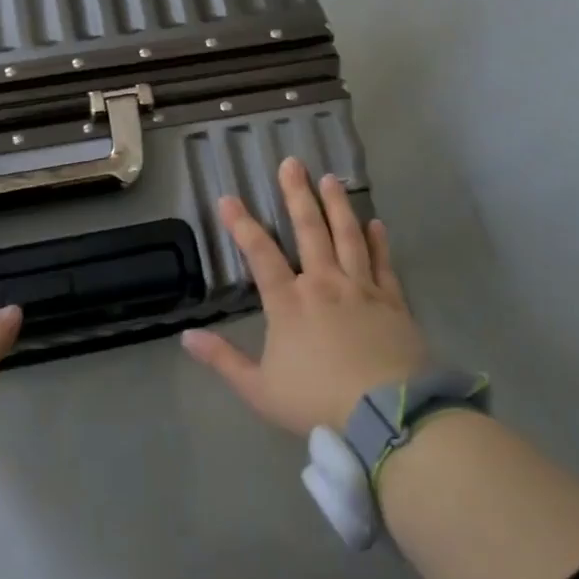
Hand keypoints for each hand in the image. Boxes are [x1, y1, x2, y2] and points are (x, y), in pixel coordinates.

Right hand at [181, 157, 428, 434]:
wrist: (388, 415)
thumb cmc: (318, 401)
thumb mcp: (259, 389)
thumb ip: (223, 360)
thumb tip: (186, 336)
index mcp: (289, 303)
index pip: (260, 254)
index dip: (242, 224)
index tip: (228, 198)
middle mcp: (323, 284)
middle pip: (309, 230)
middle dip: (297, 194)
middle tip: (293, 163)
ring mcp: (361, 289)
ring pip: (347, 236)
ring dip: (337, 205)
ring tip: (331, 179)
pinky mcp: (393, 301)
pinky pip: (382, 263)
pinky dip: (377, 241)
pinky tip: (375, 223)